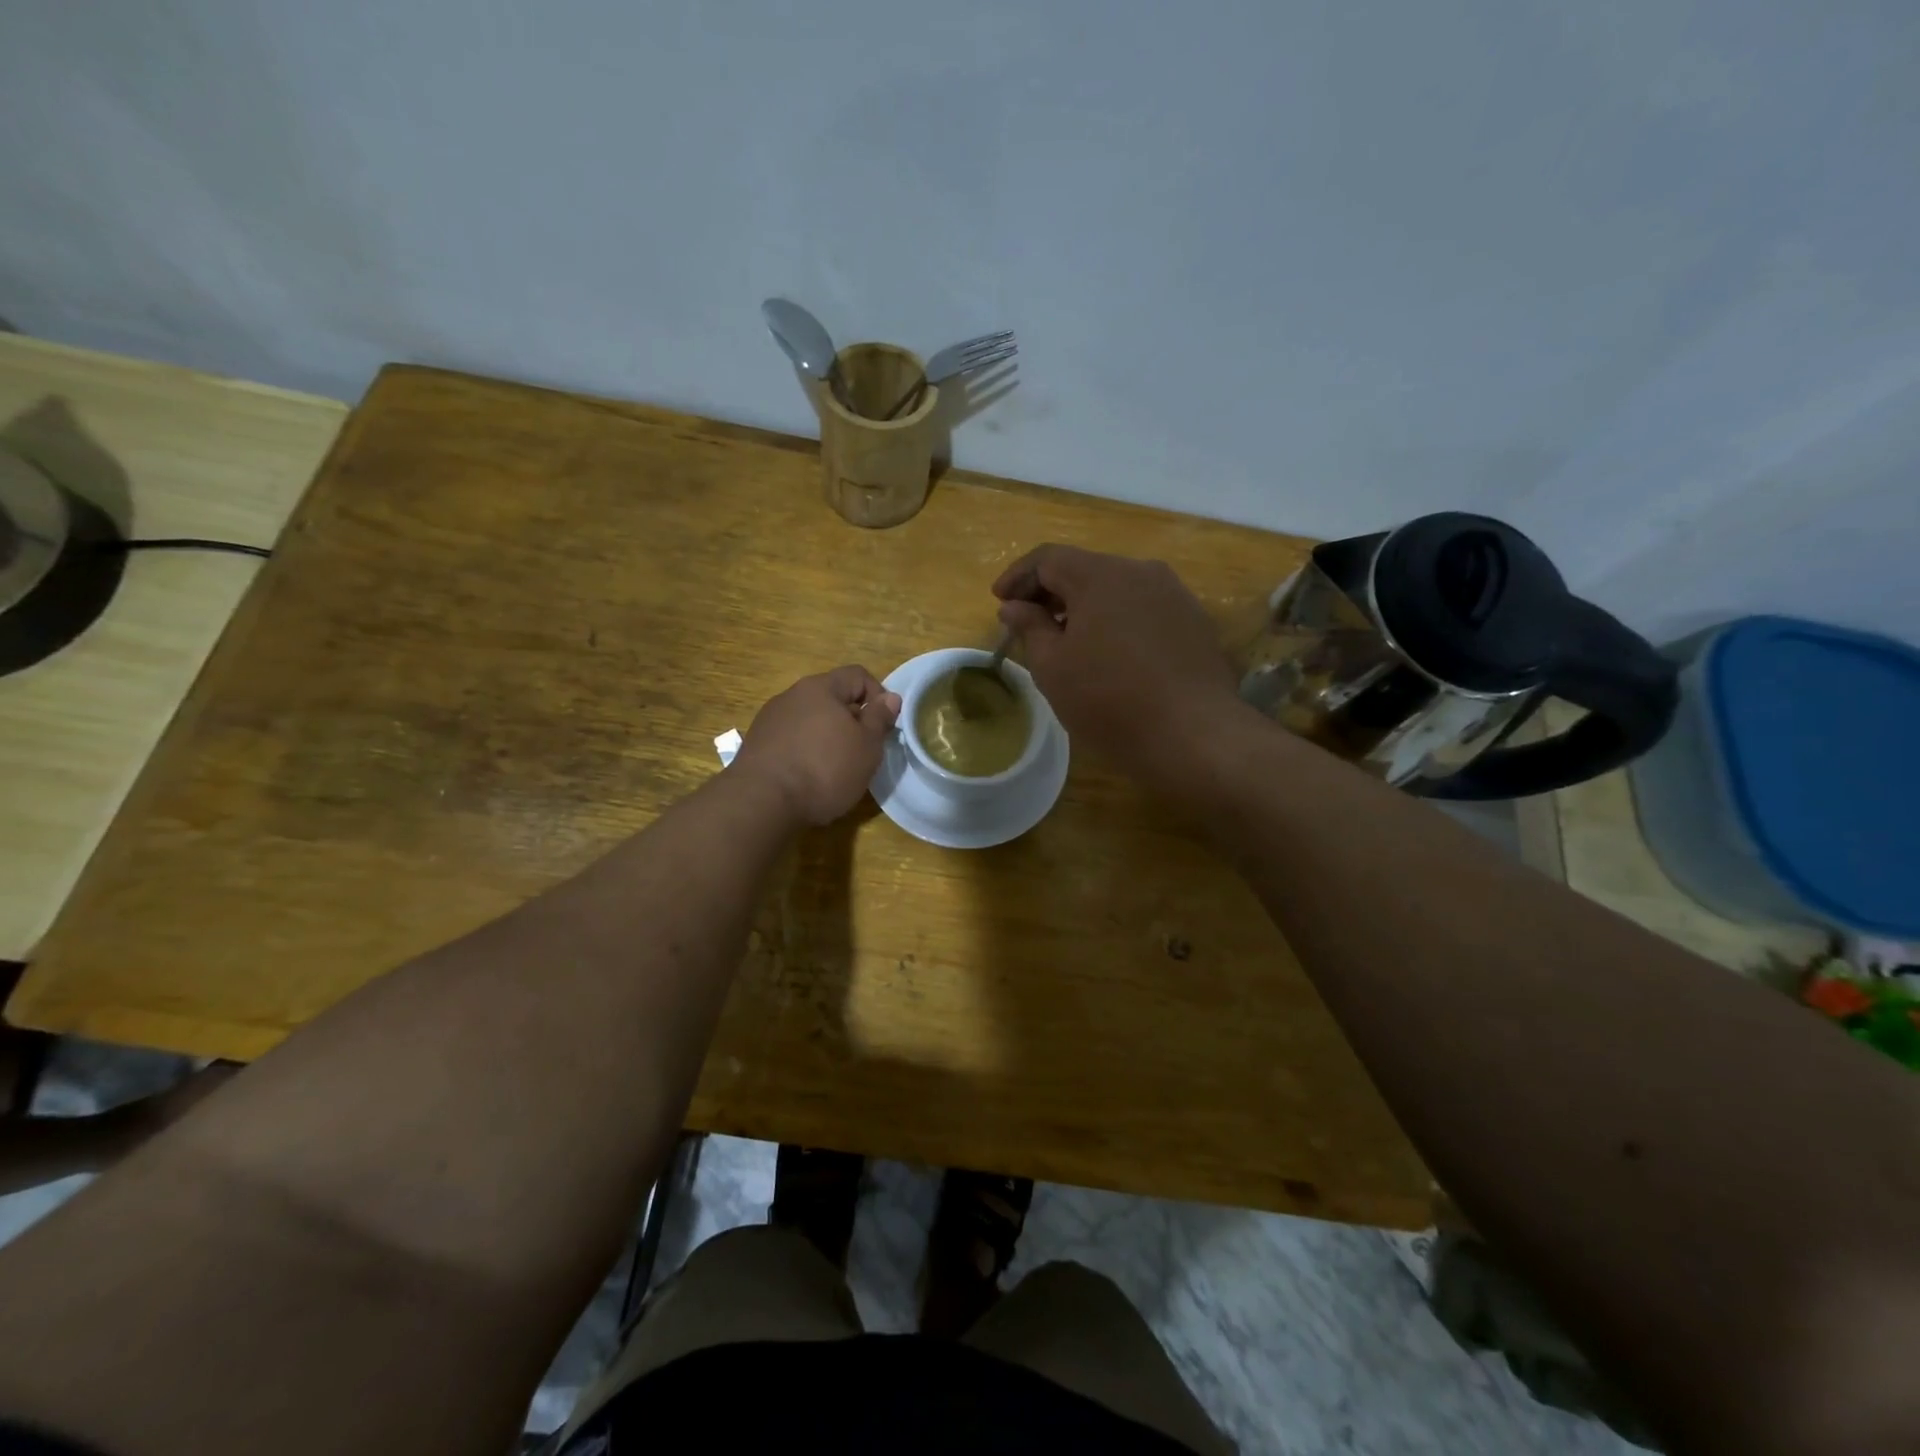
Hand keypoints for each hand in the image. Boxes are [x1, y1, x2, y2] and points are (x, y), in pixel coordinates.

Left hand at [732, 666, 901, 825]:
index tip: (884, 726)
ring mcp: (770, 719)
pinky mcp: (757, 744)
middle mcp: (792, 695)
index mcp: (820, 688)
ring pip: (810, 719)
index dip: (878, 696)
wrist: (762, 801)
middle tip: (863, 750)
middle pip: (832, 698)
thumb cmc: (824, 769)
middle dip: (852, 720)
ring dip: (827, 736)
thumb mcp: (866, 746)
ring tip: (836, 767)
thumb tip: (890, 697)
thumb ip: (879, 719)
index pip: (857, 675)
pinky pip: (791, 739)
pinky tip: (809, 777)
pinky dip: (805, 751)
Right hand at [994, 545, 1242, 777]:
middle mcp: (1140, 571)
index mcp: (1100, 575)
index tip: (999, 601)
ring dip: (1086, 607)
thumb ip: (1029, 628)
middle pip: (1085, 569)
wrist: (1193, 734)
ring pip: (1117, 589)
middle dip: (1051, 592)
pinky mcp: (1194, 621)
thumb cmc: (1109, 700)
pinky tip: (1111, 653)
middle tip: (1028, 623)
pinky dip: (1117, 621)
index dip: (1018, 577)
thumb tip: (1014, 606)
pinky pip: (1144, 609)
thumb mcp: (1052, 667)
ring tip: (1068, 640)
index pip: (1048, 558)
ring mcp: (1174, 594)